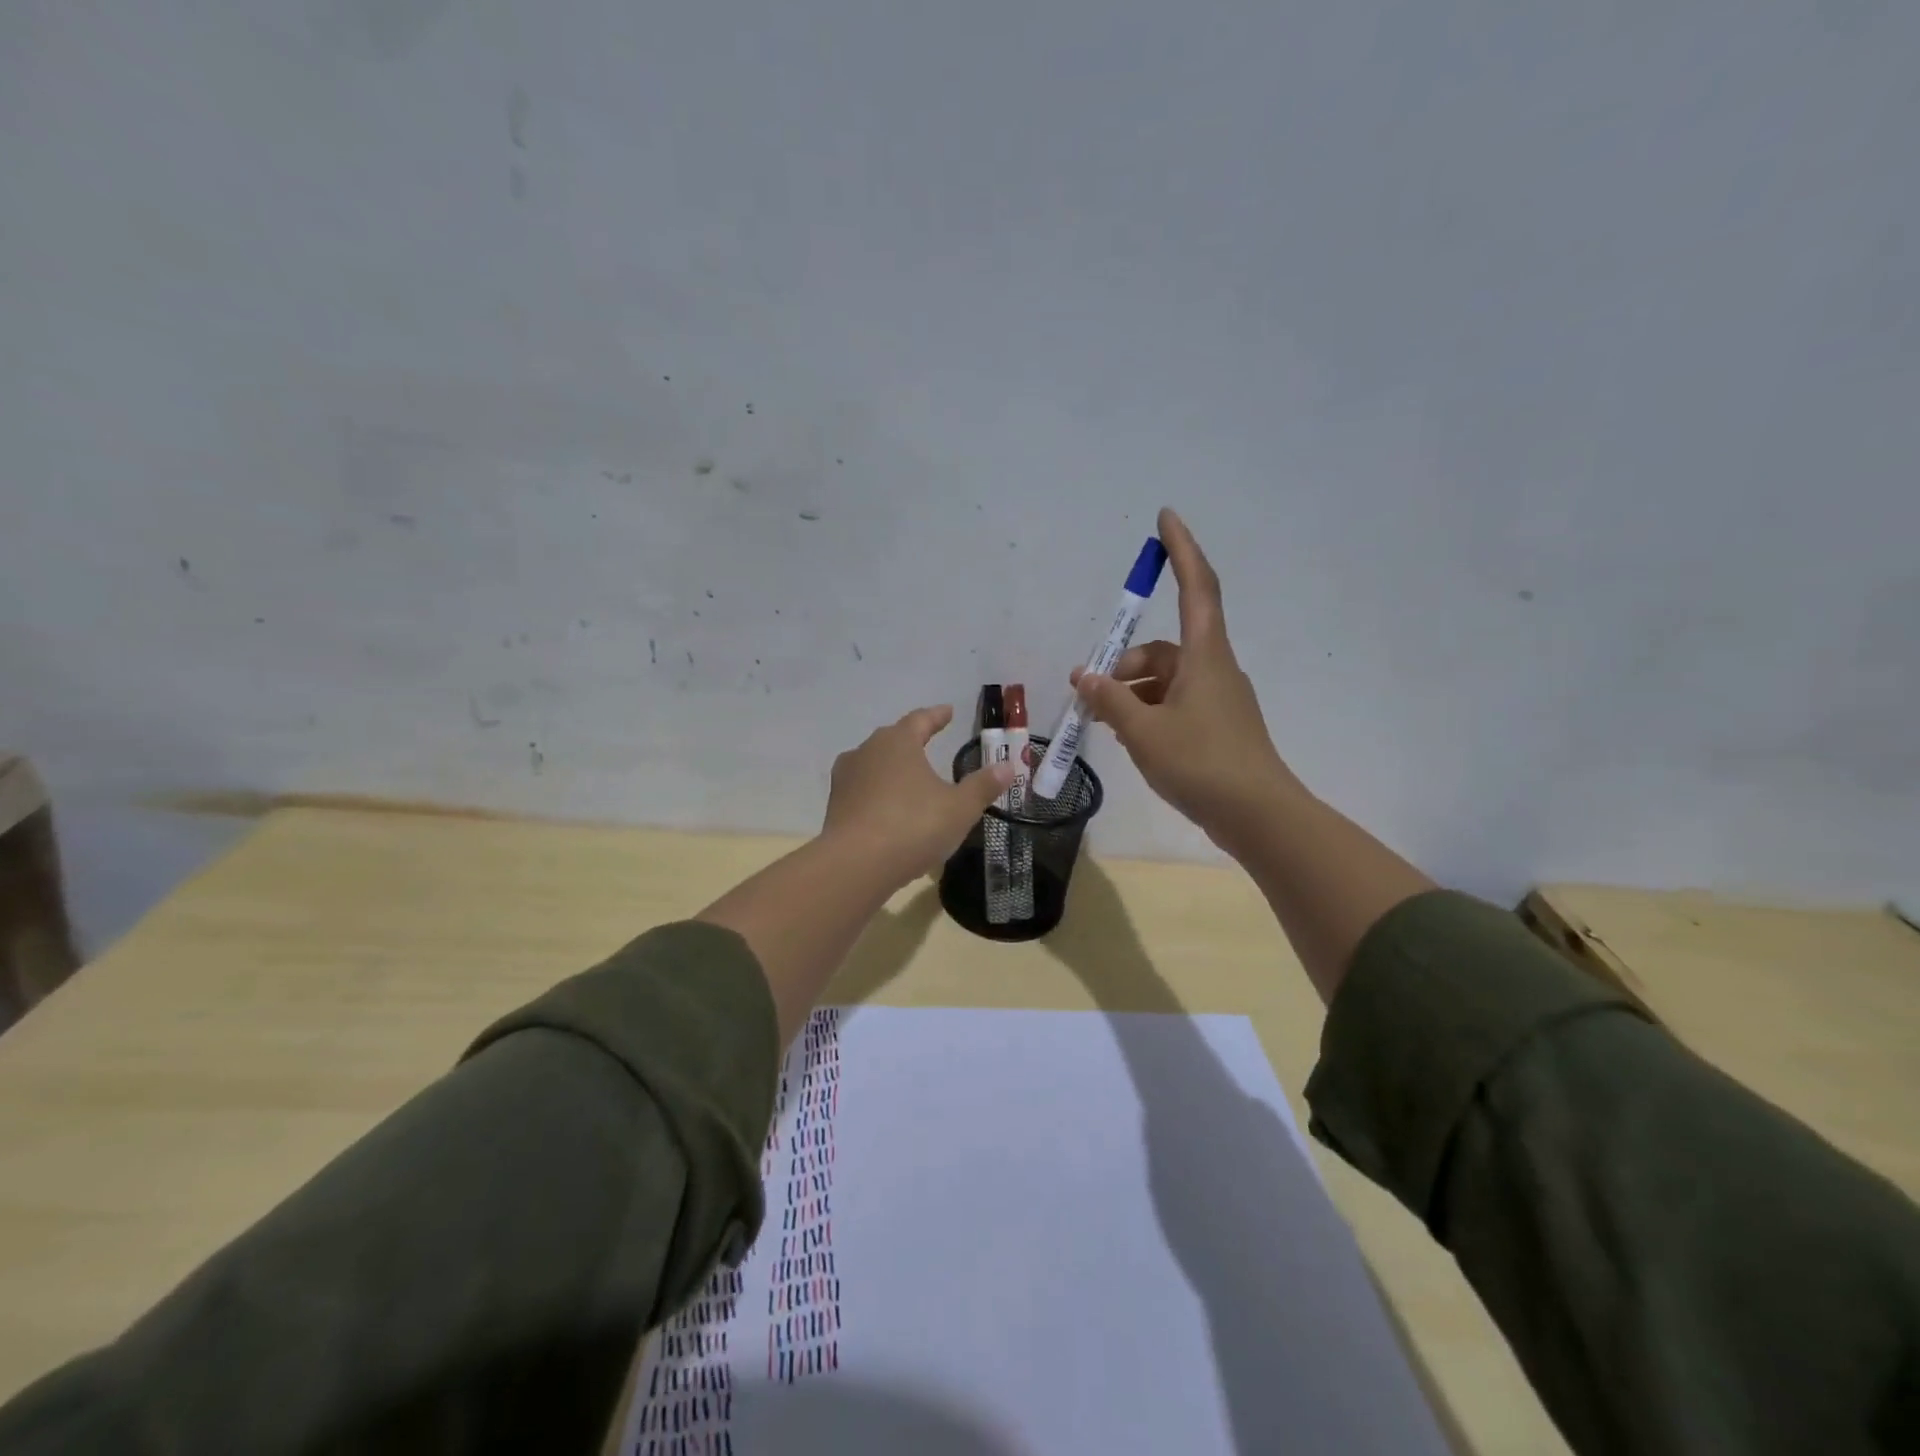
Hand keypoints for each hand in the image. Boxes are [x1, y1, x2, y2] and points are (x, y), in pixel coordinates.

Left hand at [822, 705, 1014, 884]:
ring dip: (891, 767)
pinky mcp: (835, 806)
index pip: (920, 720)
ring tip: (909, 776)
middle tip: (928, 740)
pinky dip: (878, 792)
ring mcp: (846, 778)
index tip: (948, 712)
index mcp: (898, 742)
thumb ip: (983, 786)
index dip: (937, 716)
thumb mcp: (959, 808)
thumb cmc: (913, 826)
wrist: (855, 865)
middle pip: (892, 738)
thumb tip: (1008, 766)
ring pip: (873, 763)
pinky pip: (863, 790)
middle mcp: (867, 751)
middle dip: (911, 739)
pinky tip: (888, 807)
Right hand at [1072, 508, 1301, 855]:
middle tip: (1090, 692)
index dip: (1182, 550)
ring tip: (1101, 721)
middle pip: (1165, 648)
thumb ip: (1111, 701)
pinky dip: (1148, 712)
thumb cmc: (1202, 764)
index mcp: (1205, 657)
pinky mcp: (1217, 727)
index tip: (1165, 517)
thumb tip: (1086, 677)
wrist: (1258, 816)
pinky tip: (1127, 736)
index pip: (1196, 587)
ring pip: (1166, 680)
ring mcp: (1218, 700)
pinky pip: (1174, 705)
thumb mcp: (1144, 732)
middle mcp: (1214, 670)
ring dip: (1132, 692)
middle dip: (1125, 663)